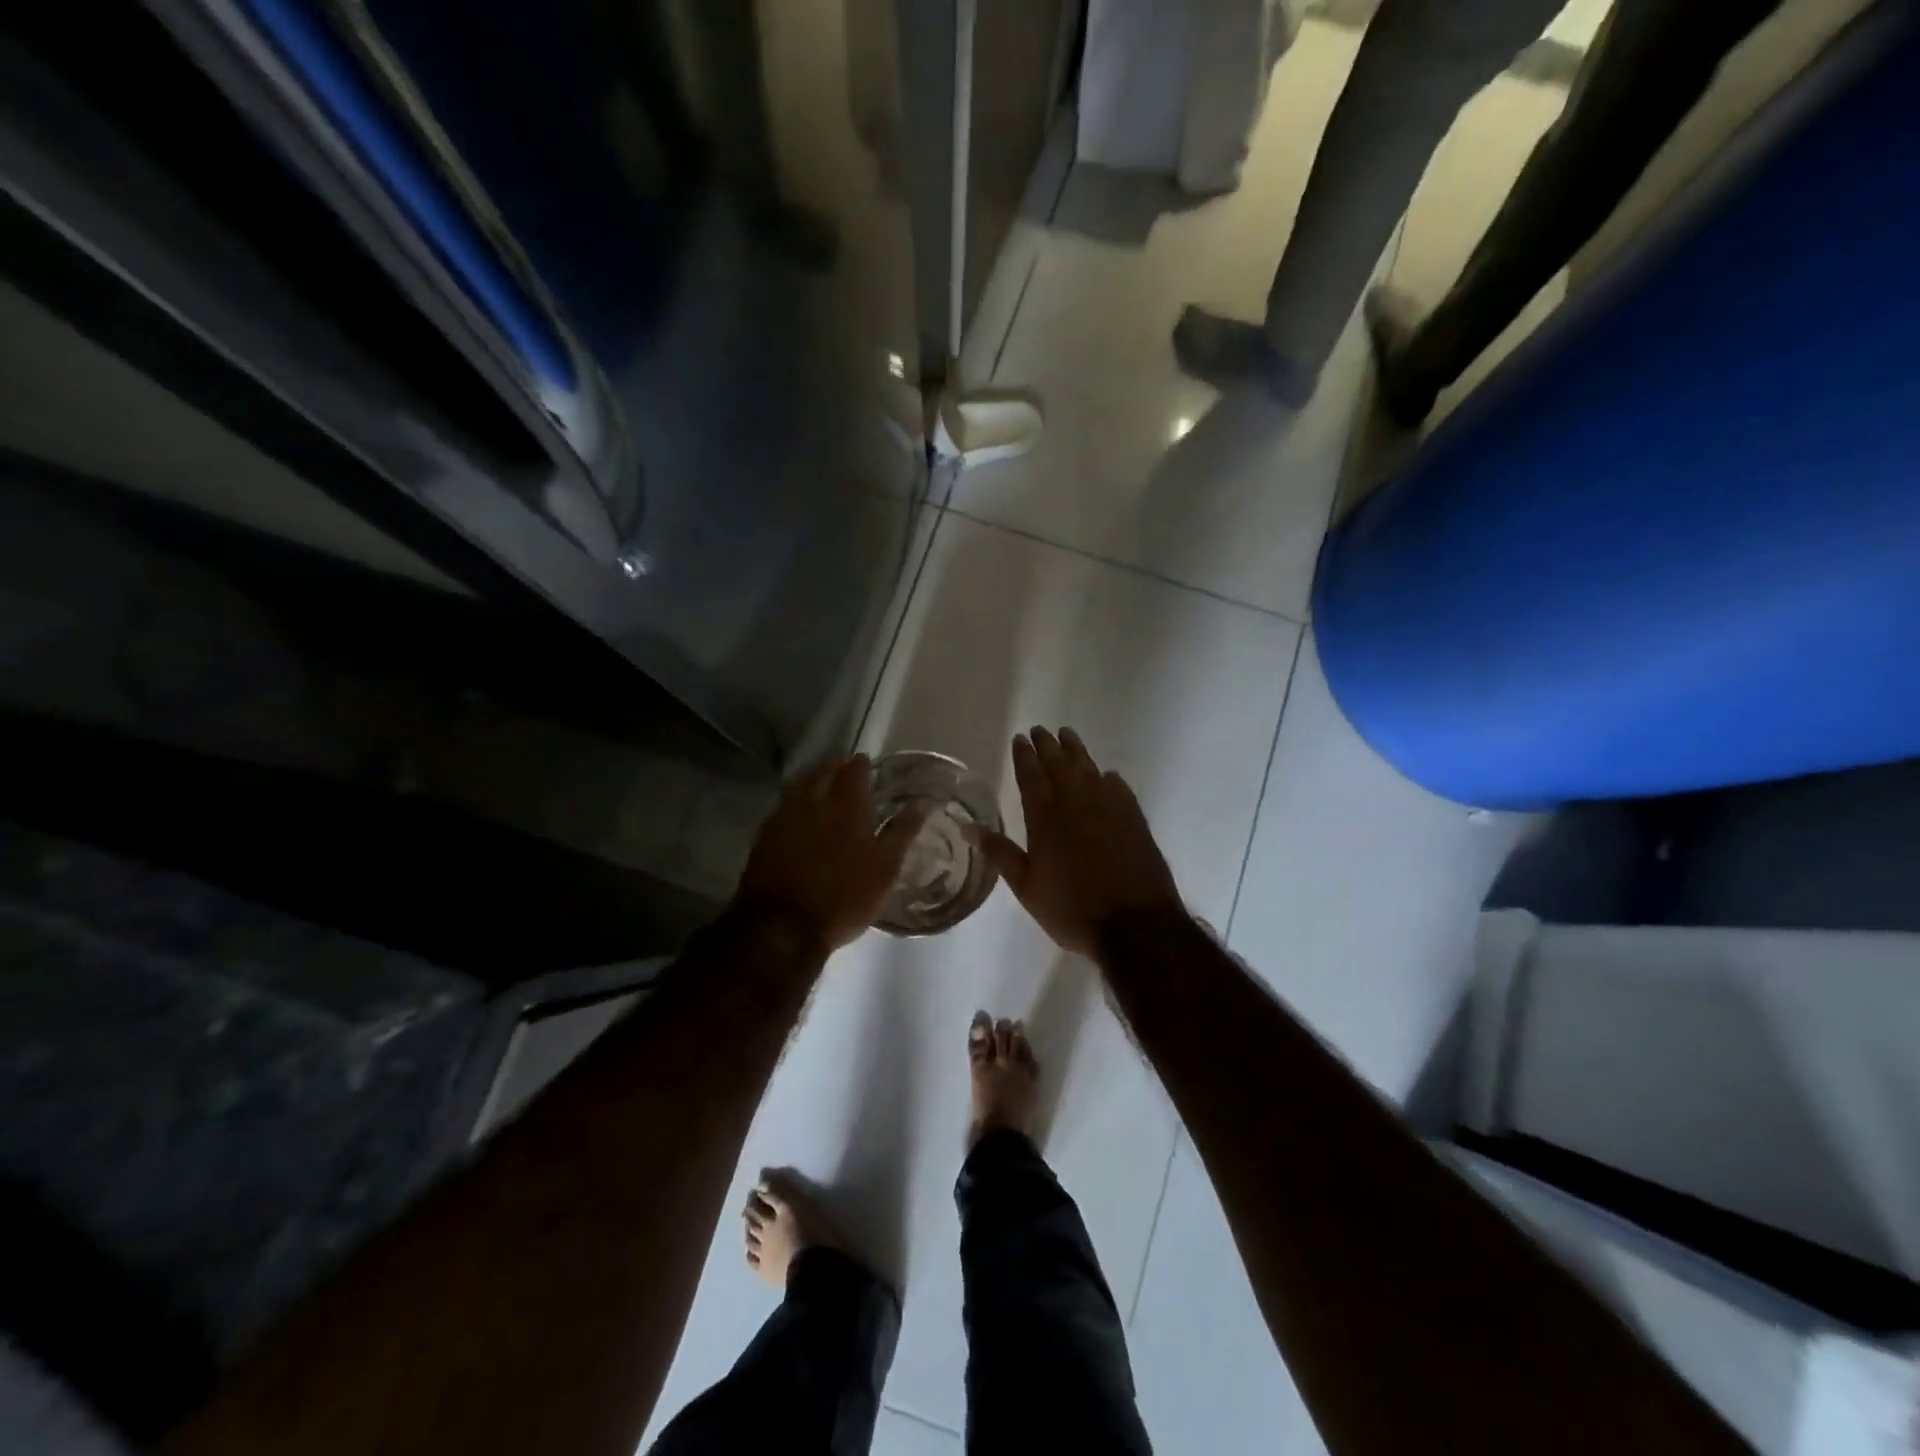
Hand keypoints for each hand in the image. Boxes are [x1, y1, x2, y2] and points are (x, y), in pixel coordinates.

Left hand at [735, 755, 925, 951]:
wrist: (782, 925)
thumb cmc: (844, 896)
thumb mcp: (885, 867)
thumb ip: (902, 831)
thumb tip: (923, 802)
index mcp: (847, 804)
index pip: (854, 770)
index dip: (860, 764)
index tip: (866, 763)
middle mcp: (814, 801)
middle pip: (823, 772)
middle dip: (835, 767)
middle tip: (845, 770)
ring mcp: (784, 816)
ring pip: (800, 785)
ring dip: (813, 780)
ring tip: (822, 786)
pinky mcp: (764, 835)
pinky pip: (783, 806)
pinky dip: (795, 802)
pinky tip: (799, 813)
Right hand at [967, 728, 1183, 957]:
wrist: (1135, 925)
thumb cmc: (1072, 909)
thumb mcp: (1026, 886)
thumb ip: (999, 852)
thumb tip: (966, 827)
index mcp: (1046, 819)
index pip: (1031, 776)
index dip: (1024, 756)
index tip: (1020, 738)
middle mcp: (1077, 804)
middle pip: (1060, 765)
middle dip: (1048, 746)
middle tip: (1040, 730)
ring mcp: (1109, 808)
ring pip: (1089, 769)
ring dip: (1076, 751)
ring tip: (1068, 735)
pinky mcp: (1134, 818)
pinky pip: (1118, 787)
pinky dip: (1107, 777)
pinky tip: (1106, 774)